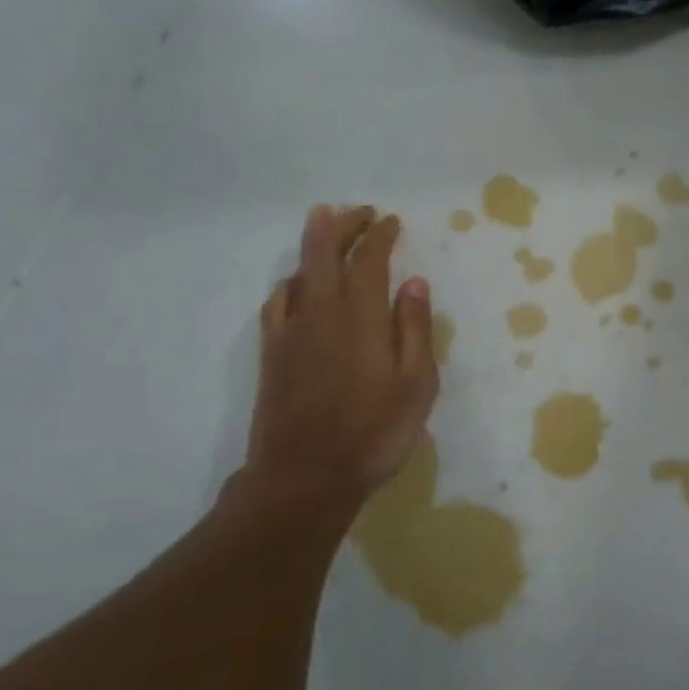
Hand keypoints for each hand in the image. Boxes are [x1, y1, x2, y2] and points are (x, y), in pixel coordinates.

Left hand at [239, 205, 438, 512]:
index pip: (368, 259)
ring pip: (299, 272)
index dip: (380, 234)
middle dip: (343, 225)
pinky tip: (299, 285)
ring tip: (328, 231)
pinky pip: (277, 302)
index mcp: (360, 316)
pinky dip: (292, 281)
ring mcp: (290, 332)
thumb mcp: (416, 384)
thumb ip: (414, 329)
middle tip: (359, 211)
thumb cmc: (374, 432)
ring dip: (315, 245)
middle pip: (325, 253)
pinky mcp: (272, 353)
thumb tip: (413, 283)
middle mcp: (321, 312)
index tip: (391, 221)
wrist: (304, 478)